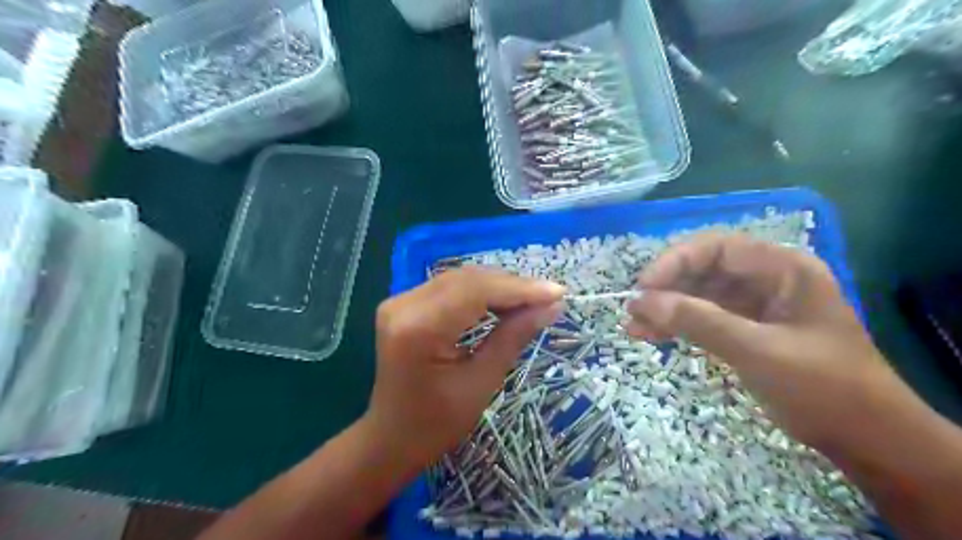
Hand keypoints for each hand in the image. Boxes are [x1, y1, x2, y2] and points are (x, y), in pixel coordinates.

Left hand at [366, 268, 565, 470]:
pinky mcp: (404, 304)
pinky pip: (450, 288)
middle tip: (549, 298)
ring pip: (461, 279)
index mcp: (418, 328)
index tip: (558, 293)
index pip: (475, 291)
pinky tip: (504, 302)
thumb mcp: (481, 382)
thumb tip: (552, 306)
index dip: (519, 289)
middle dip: (512, 286)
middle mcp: (403, 304)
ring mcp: (400, 301)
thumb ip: (513, 337)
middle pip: (468, 279)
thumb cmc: (435, 424)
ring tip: (533, 300)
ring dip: (498, 286)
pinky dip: (481, 292)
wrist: (391, 437)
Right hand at [628, 235, 911, 452]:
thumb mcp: (758, 351)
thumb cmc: (824, 388)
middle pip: (704, 269)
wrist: (867, 440)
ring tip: (634, 327)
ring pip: (699, 294)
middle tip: (634, 309)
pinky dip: (678, 325)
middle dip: (667, 288)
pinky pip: (704, 317)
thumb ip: (699, 321)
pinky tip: (652, 335)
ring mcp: (755, 305)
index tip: (644, 287)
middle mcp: (767, 279)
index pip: (718, 248)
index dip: (675, 261)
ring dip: (666, 308)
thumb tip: (641, 302)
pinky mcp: (746, 329)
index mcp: (783, 269)